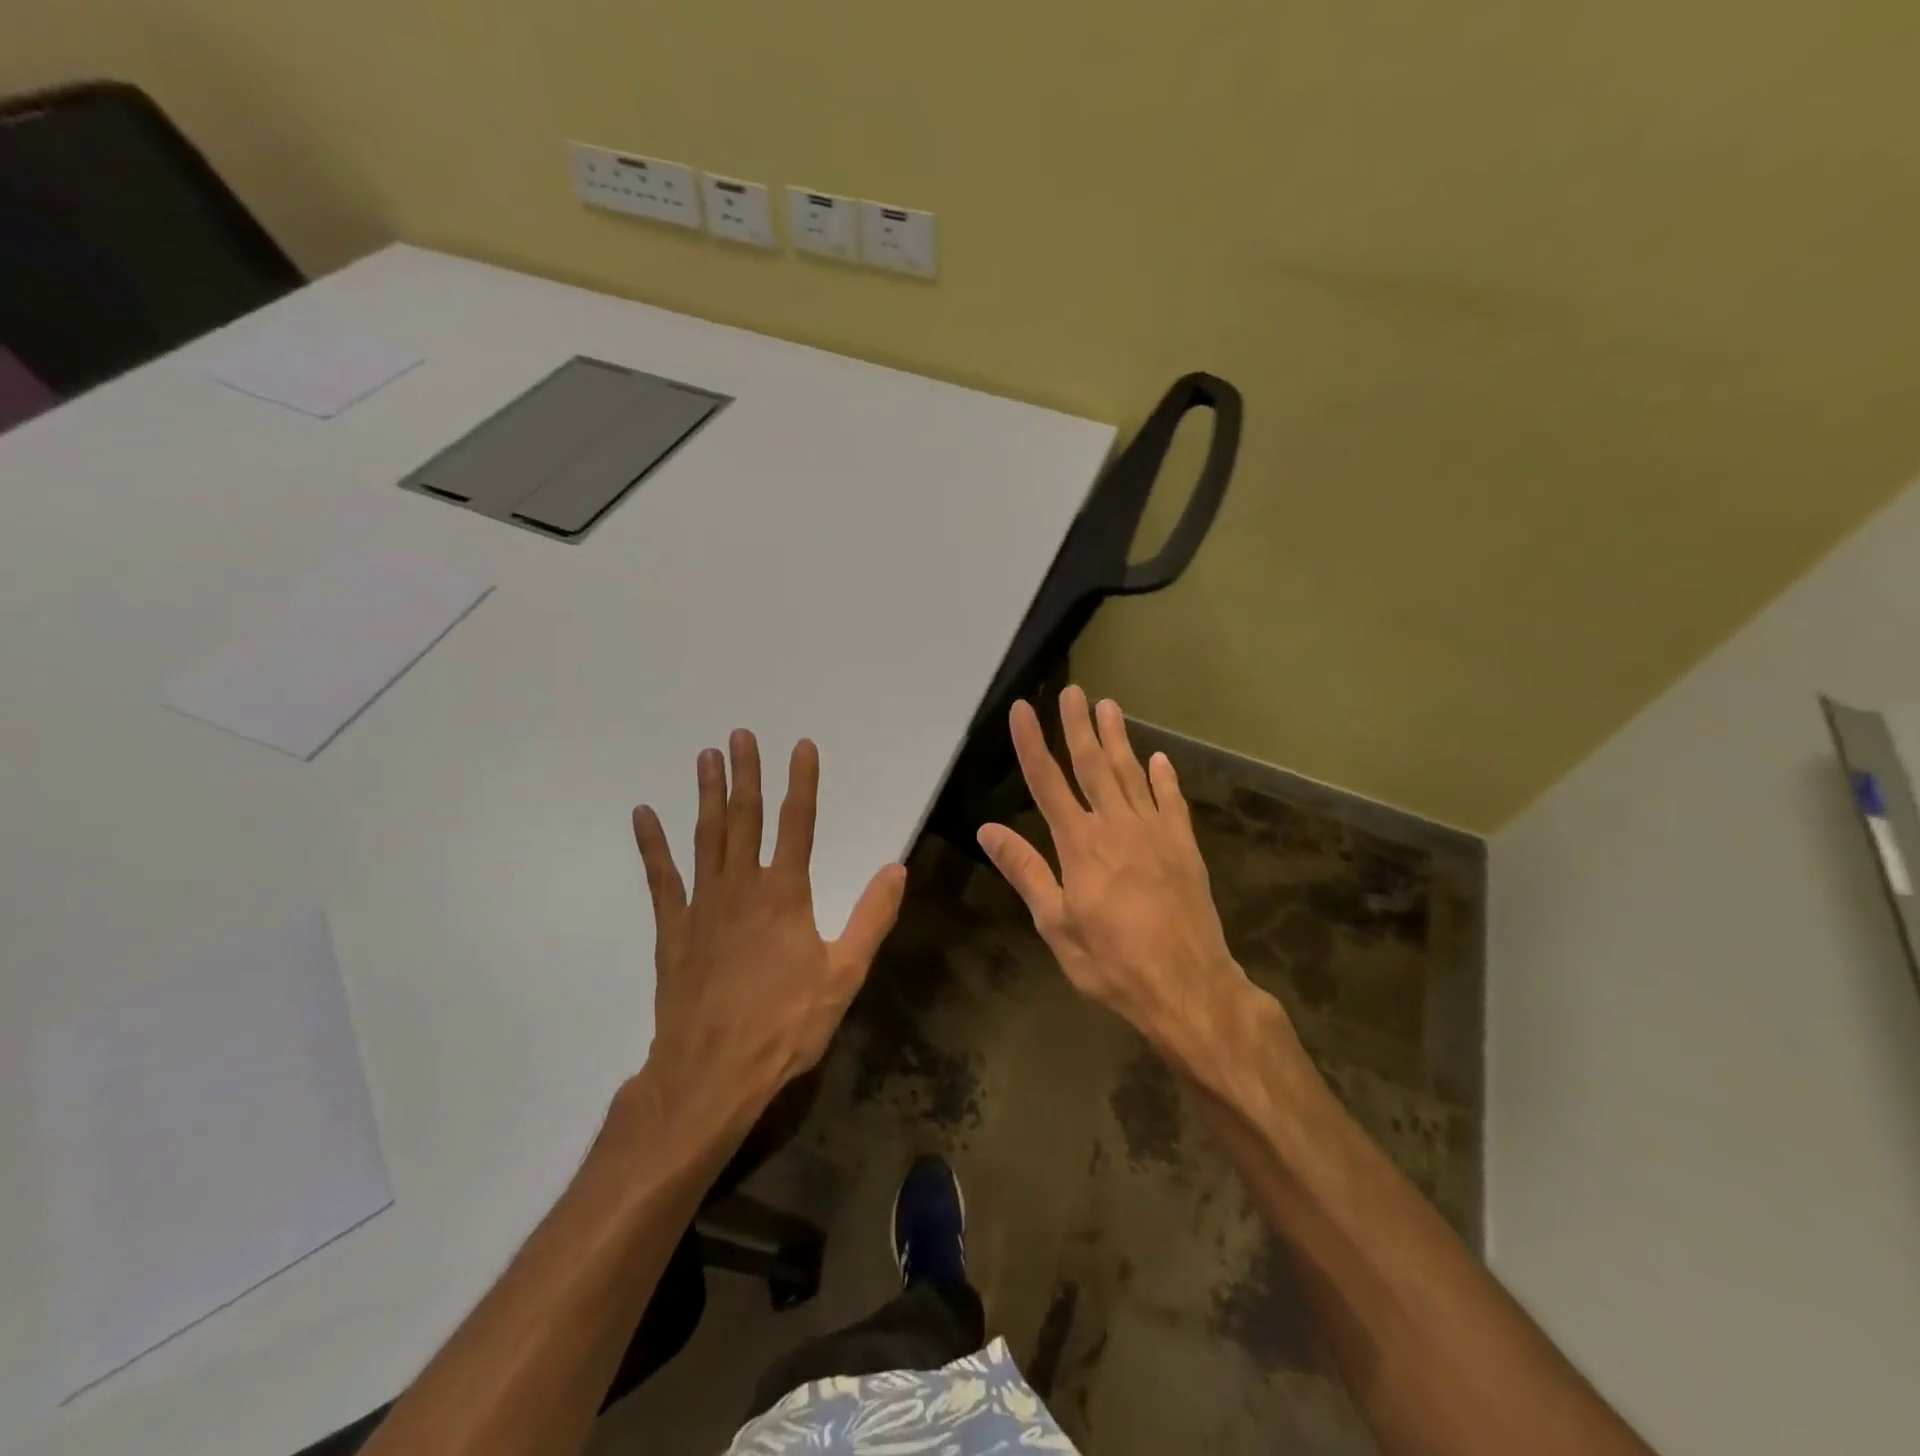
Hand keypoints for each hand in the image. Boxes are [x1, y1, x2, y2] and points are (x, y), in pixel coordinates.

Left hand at [631, 730, 906, 1113]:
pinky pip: (661, 878)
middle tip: (740, 735)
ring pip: (706, 836)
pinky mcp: (673, 928)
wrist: (711, 1073)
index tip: (802, 746)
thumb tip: (895, 868)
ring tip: (705, 757)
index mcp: (785, 894)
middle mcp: (742, 887)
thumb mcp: (843, 975)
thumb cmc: (785, 1025)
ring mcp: (702, 905)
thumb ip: (871, 918)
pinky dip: (652, 845)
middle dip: (747, 774)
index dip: (803, 782)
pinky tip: (643, 815)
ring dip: (707, 794)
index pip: (798, 824)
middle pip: (745, 818)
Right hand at [978, 687, 1269, 1081]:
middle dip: (1078, 726)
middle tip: (1072, 691)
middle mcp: (1116, 826)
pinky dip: (1165, 778)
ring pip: (1132, 774)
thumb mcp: (1055, 924)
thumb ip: (1025, 871)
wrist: (1187, 986)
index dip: (1032, 743)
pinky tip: (1159, 758)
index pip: (1047, 782)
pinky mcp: (1184, 846)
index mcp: (1080, 845)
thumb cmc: (1111, 962)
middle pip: (1093, 766)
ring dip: (1118, 739)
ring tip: (1109, 706)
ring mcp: (1155, 833)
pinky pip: (1172, 802)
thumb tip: (987, 830)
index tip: (1023, 709)